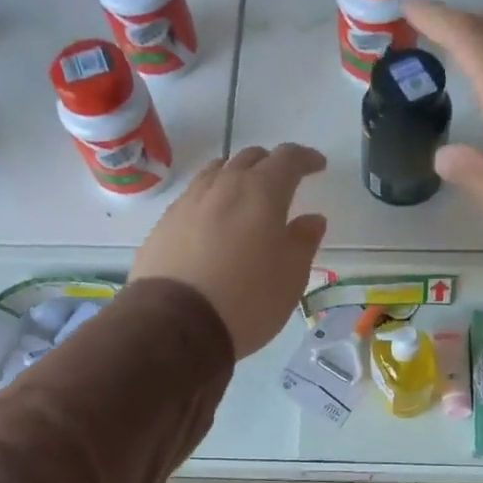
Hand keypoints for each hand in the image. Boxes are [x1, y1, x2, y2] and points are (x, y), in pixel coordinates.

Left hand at [130, 144, 328, 357]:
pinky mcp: (164, 224)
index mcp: (261, 192)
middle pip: (248, 158)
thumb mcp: (292, 275)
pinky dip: (210, 199)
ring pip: (216, 173)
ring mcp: (188, 202)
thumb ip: (304, 241)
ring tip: (244, 195)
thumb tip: (311, 219)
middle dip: (270, 165)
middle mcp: (223, 186)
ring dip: (235, 176)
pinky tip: (212, 222)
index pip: (287, 158)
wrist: (176, 324)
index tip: (317, 165)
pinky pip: (193, 197)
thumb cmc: (248, 299)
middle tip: (282, 182)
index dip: (305, 158)